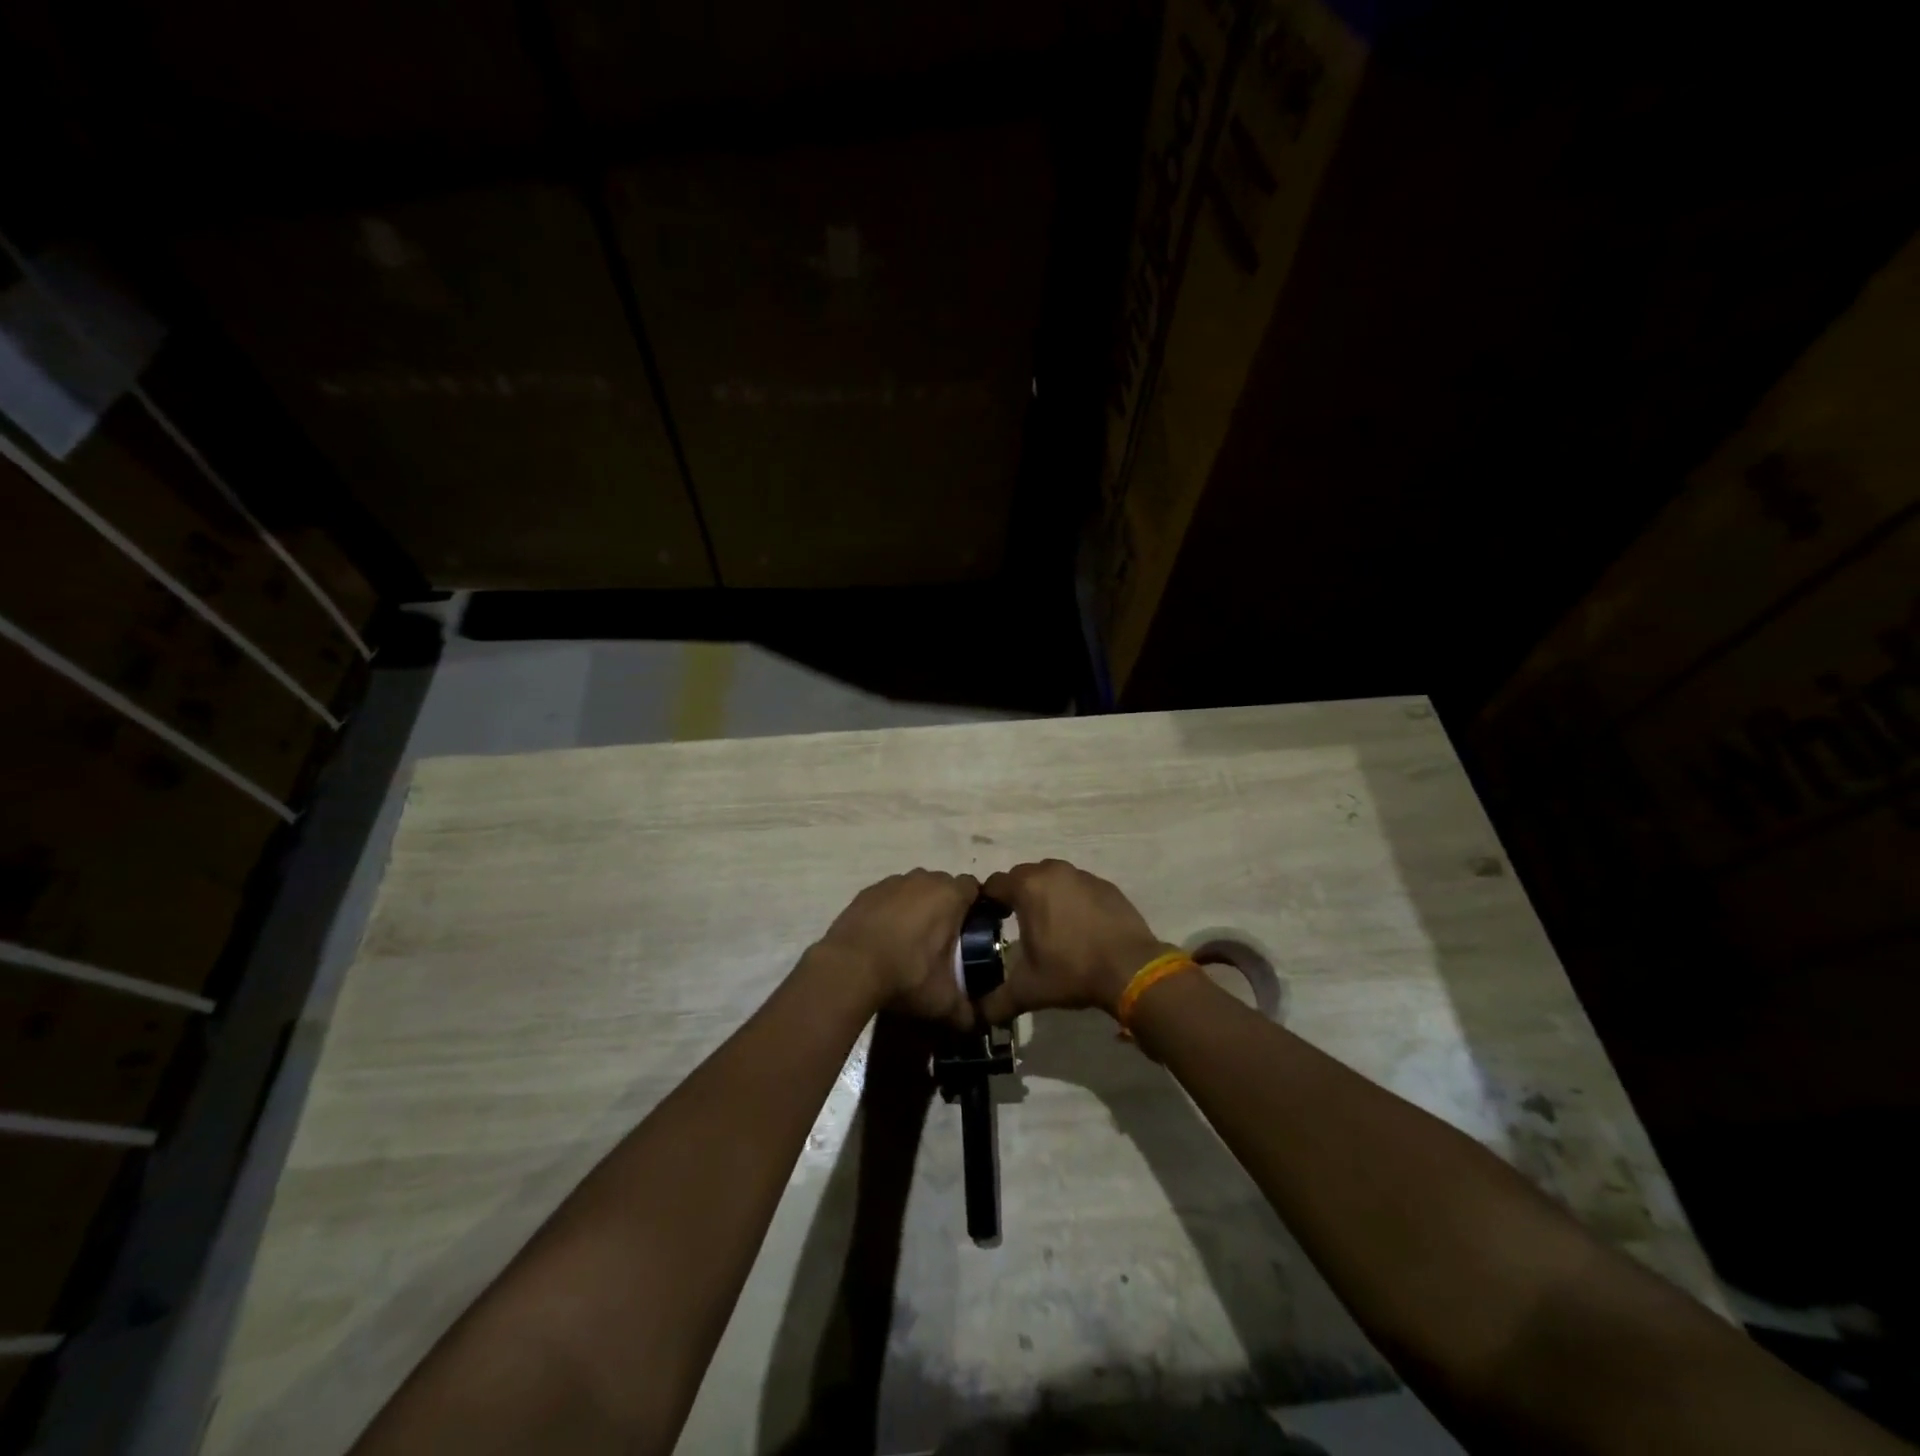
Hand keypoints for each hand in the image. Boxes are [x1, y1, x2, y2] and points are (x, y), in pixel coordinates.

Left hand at [812, 869, 978, 1027]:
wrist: (849, 968)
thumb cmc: (907, 975)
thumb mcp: (943, 1000)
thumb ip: (965, 1011)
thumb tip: (974, 1023)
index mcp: (950, 895)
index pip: (974, 887)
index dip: (975, 906)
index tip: (971, 929)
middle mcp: (923, 879)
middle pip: (943, 885)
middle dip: (946, 906)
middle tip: (943, 939)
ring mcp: (892, 882)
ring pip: (914, 889)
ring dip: (917, 907)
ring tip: (910, 940)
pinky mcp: (867, 892)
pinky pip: (888, 897)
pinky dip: (890, 911)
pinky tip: (884, 937)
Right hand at [977, 859, 1173, 1023]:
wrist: (1131, 968)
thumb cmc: (1072, 971)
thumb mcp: (1028, 990)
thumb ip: (996, 1002)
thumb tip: (980, 1015)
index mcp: (1028, 887)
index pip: (994, 884)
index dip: (987, 901)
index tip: (989, 921)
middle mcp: (1053, 871)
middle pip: (1023, 876)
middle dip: (1017, 895)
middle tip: (1017, 924)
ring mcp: (1082, 876)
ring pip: (1052, 878)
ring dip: (1045, 894)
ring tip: (1049, 924)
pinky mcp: (1105, 885)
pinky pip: (1078, 886)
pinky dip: (1073, 899)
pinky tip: (1079, 926)